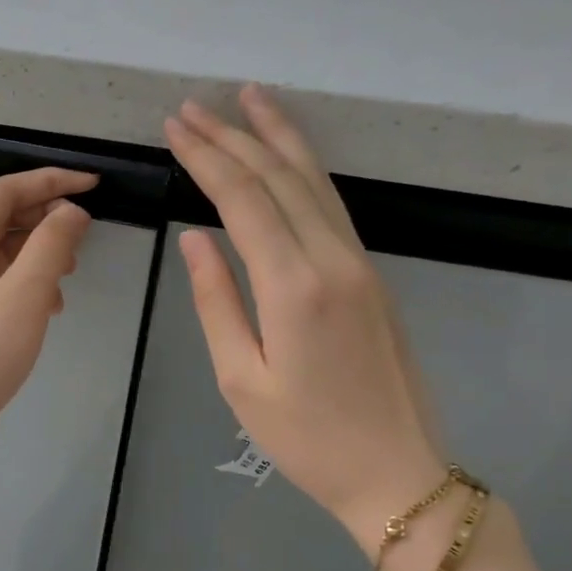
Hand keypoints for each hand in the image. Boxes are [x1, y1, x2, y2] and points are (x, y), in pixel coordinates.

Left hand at [0, 166, 95, 477]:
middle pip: (2, 218)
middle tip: (86, 232)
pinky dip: (28, 285)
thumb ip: (51, 246)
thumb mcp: (24, 295)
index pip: (5, 190)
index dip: (50, 181)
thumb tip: (71, 211)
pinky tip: (51, 308)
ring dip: (39, 254)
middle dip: (46, 218)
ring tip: (71, 272)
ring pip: (2, 253)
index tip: (93, 184)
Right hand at [164, 87, 448, 553]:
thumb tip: (194, 239)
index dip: (206, 158)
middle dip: (232, 136)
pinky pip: (332, 203)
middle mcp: (332, 259)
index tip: (175, 127)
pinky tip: (290, 153)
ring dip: (277, 136)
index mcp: (293, 286)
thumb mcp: (241, 379)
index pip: (242, 200)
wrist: (396, 472)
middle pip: (278, 178)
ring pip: (314, 180)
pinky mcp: (372, 273)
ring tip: (248, 98)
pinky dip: (306, 167)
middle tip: (193, 107)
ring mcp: (360, 262)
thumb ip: (216, 300)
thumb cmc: (306, 438)